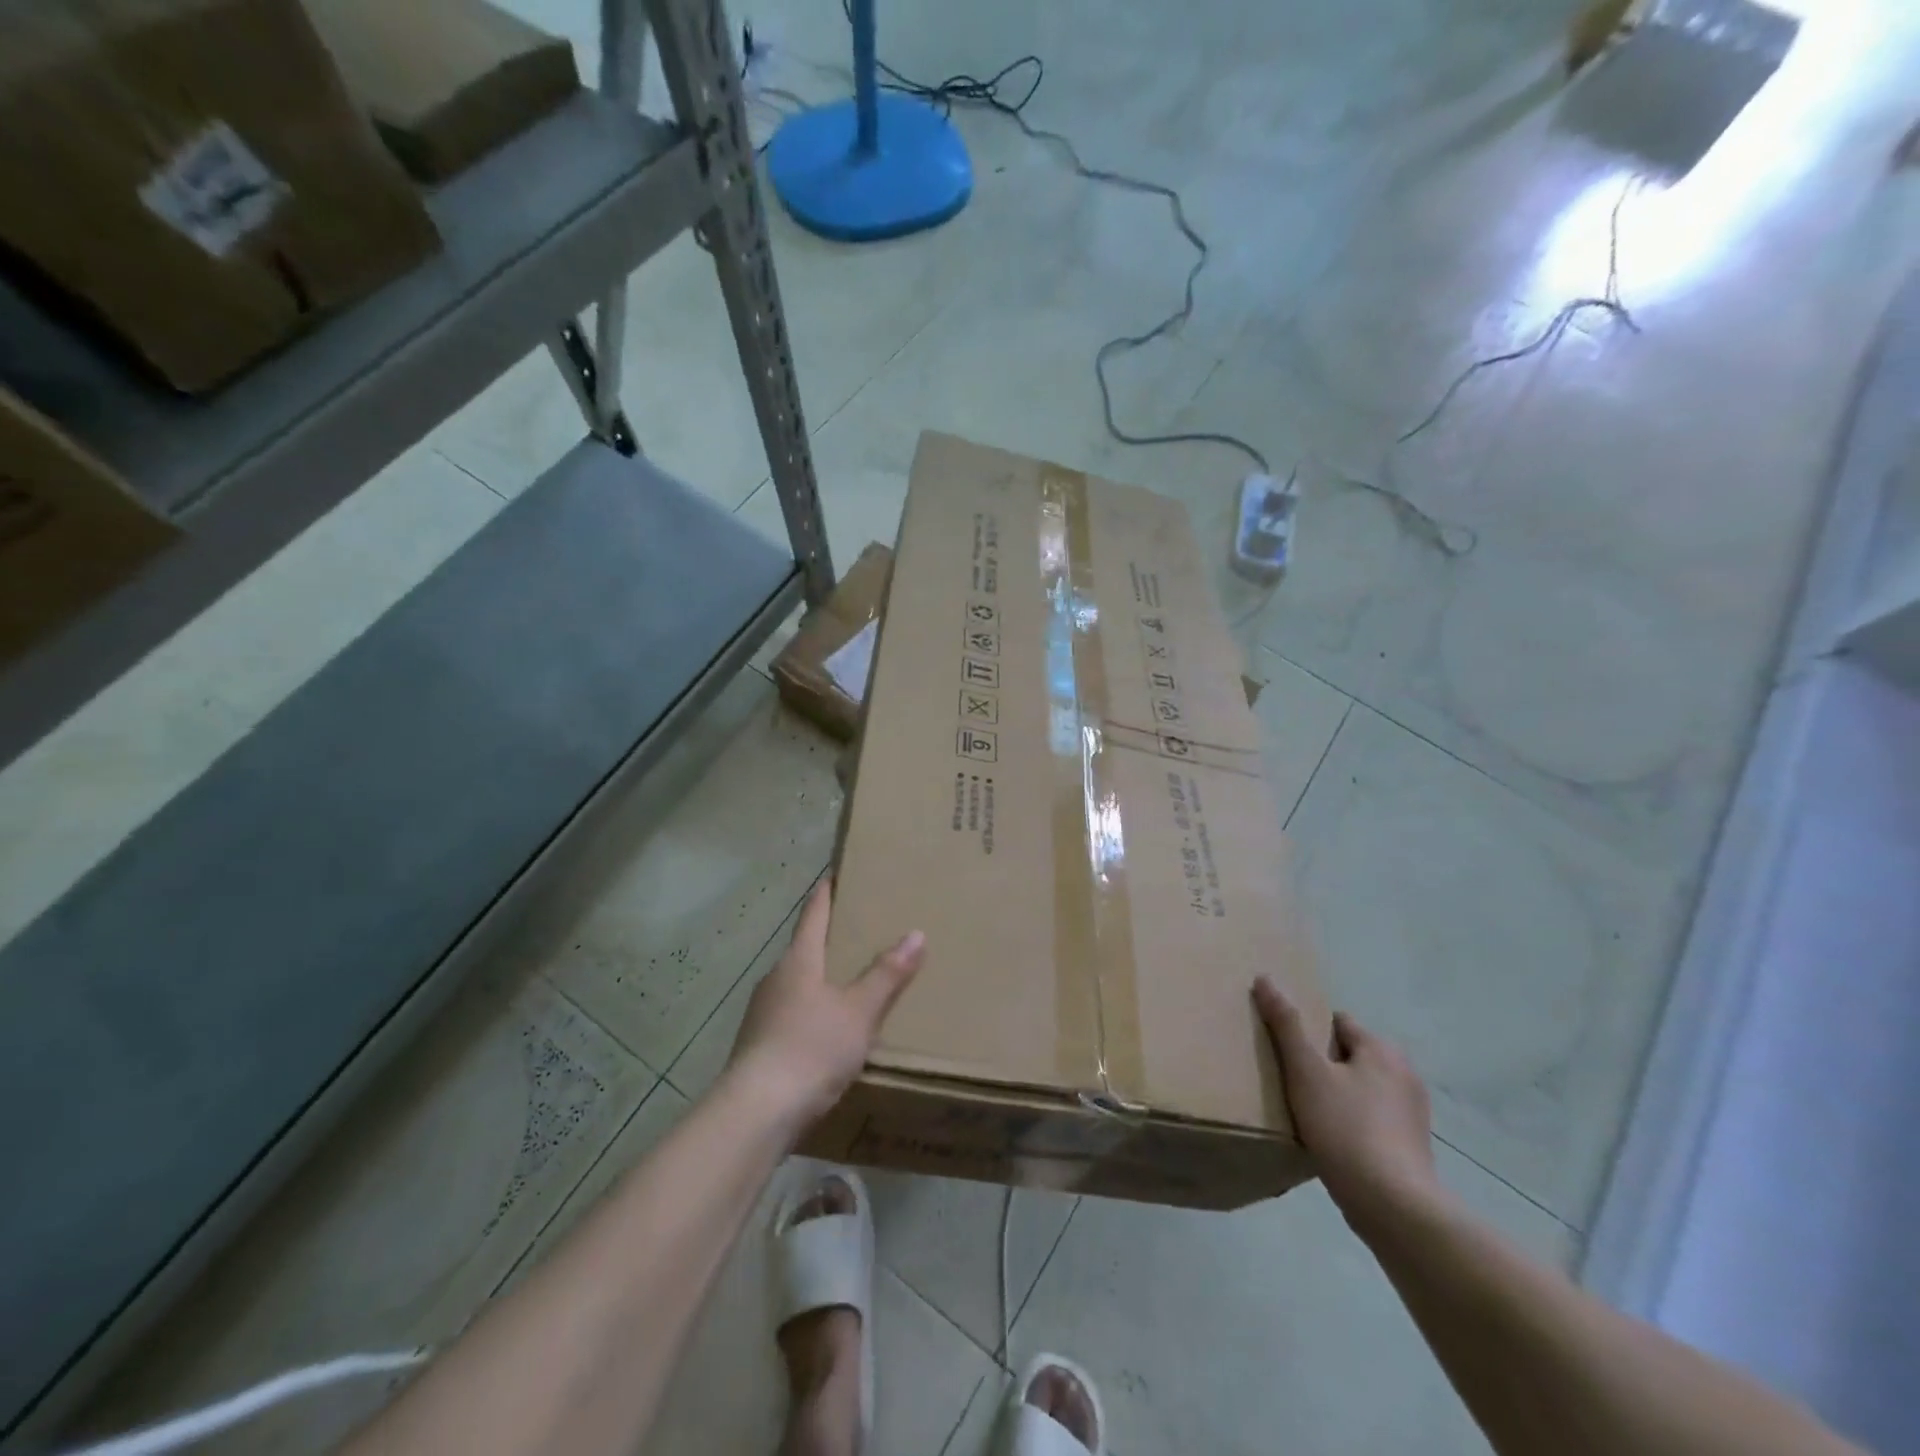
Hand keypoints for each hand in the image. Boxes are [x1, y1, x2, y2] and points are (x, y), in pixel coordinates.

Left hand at [728, 879, 924, 1132]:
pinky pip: (791, 1015)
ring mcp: (762, 1013)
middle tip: (861, 931)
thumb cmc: (811, 1048)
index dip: (827, 892)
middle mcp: (775, 978)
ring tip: (851, 983)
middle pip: (805, 948)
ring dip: (820, 979)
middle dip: (830, 939)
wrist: (756, 1113)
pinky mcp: (758, 1046)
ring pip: (797, 984)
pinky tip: (828, 1032)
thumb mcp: (860, 1012)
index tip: (836, 873)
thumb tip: (916, 933)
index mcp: (798, 960)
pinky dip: (812, 1012)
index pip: (814, 914)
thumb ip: (887, 975)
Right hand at [1253, 977, 1442, 1233]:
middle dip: (1324, 1065)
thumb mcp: (1305, 1071)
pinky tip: (1333, 1142)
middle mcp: (1405, 1073)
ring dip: (1339, 1095)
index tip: (1286, 1054)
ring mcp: (1413, 1113)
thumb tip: (1265, 978)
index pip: (1337, 1022)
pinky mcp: (1413, 1146)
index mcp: (1382, 1049)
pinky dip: (1353, 1123)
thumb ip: (1285, 1025)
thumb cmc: (1345, 1128)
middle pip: (1350, 1055)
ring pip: (1362, 1088)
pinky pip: (1373, 1119)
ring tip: (1309, 1115)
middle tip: (1293, 1084)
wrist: (1394, 1207)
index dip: (1309, 1033)